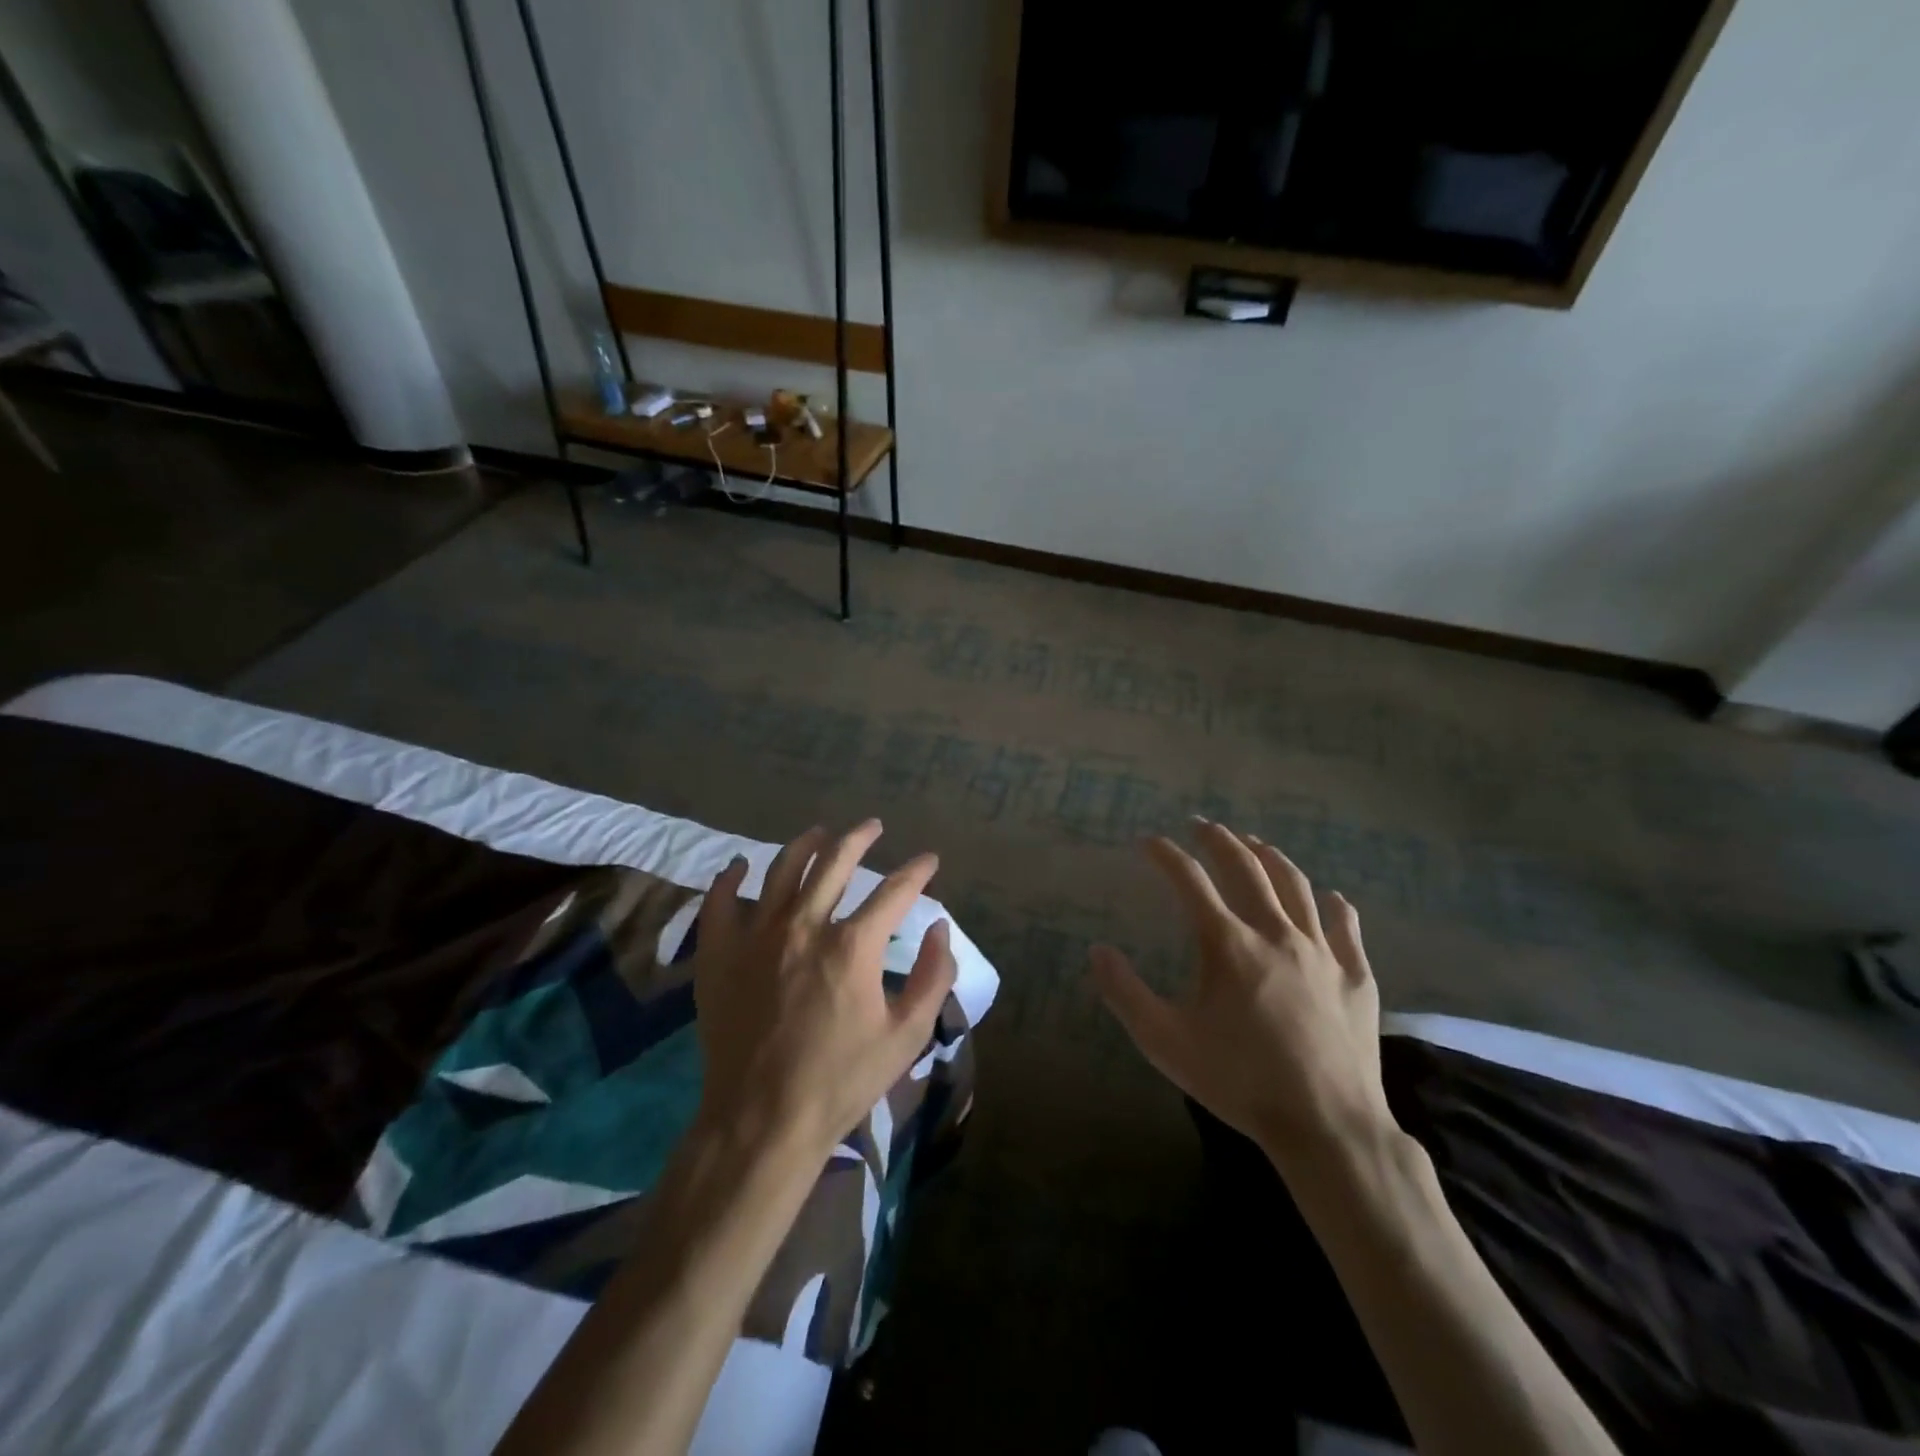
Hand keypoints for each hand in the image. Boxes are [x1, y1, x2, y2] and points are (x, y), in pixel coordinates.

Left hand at [691, 820, 957, 1161]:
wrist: (761, 1121)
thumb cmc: (841, 1081)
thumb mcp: (907, 1036)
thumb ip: (933, 977)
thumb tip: (938, 928)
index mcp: (852, 945)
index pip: (895, 891)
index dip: (917, 872)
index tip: (929, 861)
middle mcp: (804, 926)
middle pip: (835, 862)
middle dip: (859, 838)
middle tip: (872, 826)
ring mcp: (755, 936)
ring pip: (781, 869)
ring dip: (805, 844)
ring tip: (820, 832)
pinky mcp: (719, 955)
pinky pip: (720, 901)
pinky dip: (731, 877)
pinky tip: (740, 865)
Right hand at [1089, 820, 1393, 1175]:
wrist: (1327, 1127)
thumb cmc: (1238, 1081)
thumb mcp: (1164, 1041)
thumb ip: (1124, 992)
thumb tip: (1097, 950)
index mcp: (1229, 943)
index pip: (1190, 881)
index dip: (1166, 855)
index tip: (1148, 842)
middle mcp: (1276, 933)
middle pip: (1247, 868)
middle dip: (1220, 840)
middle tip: (1203, 826)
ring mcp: (1322, 952)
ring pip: (1297, 887)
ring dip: (1272, 858)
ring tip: (1256, 844)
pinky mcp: (1356, 978)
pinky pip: (1346, 928)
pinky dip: (1334, 907)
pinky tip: (1331, 899)